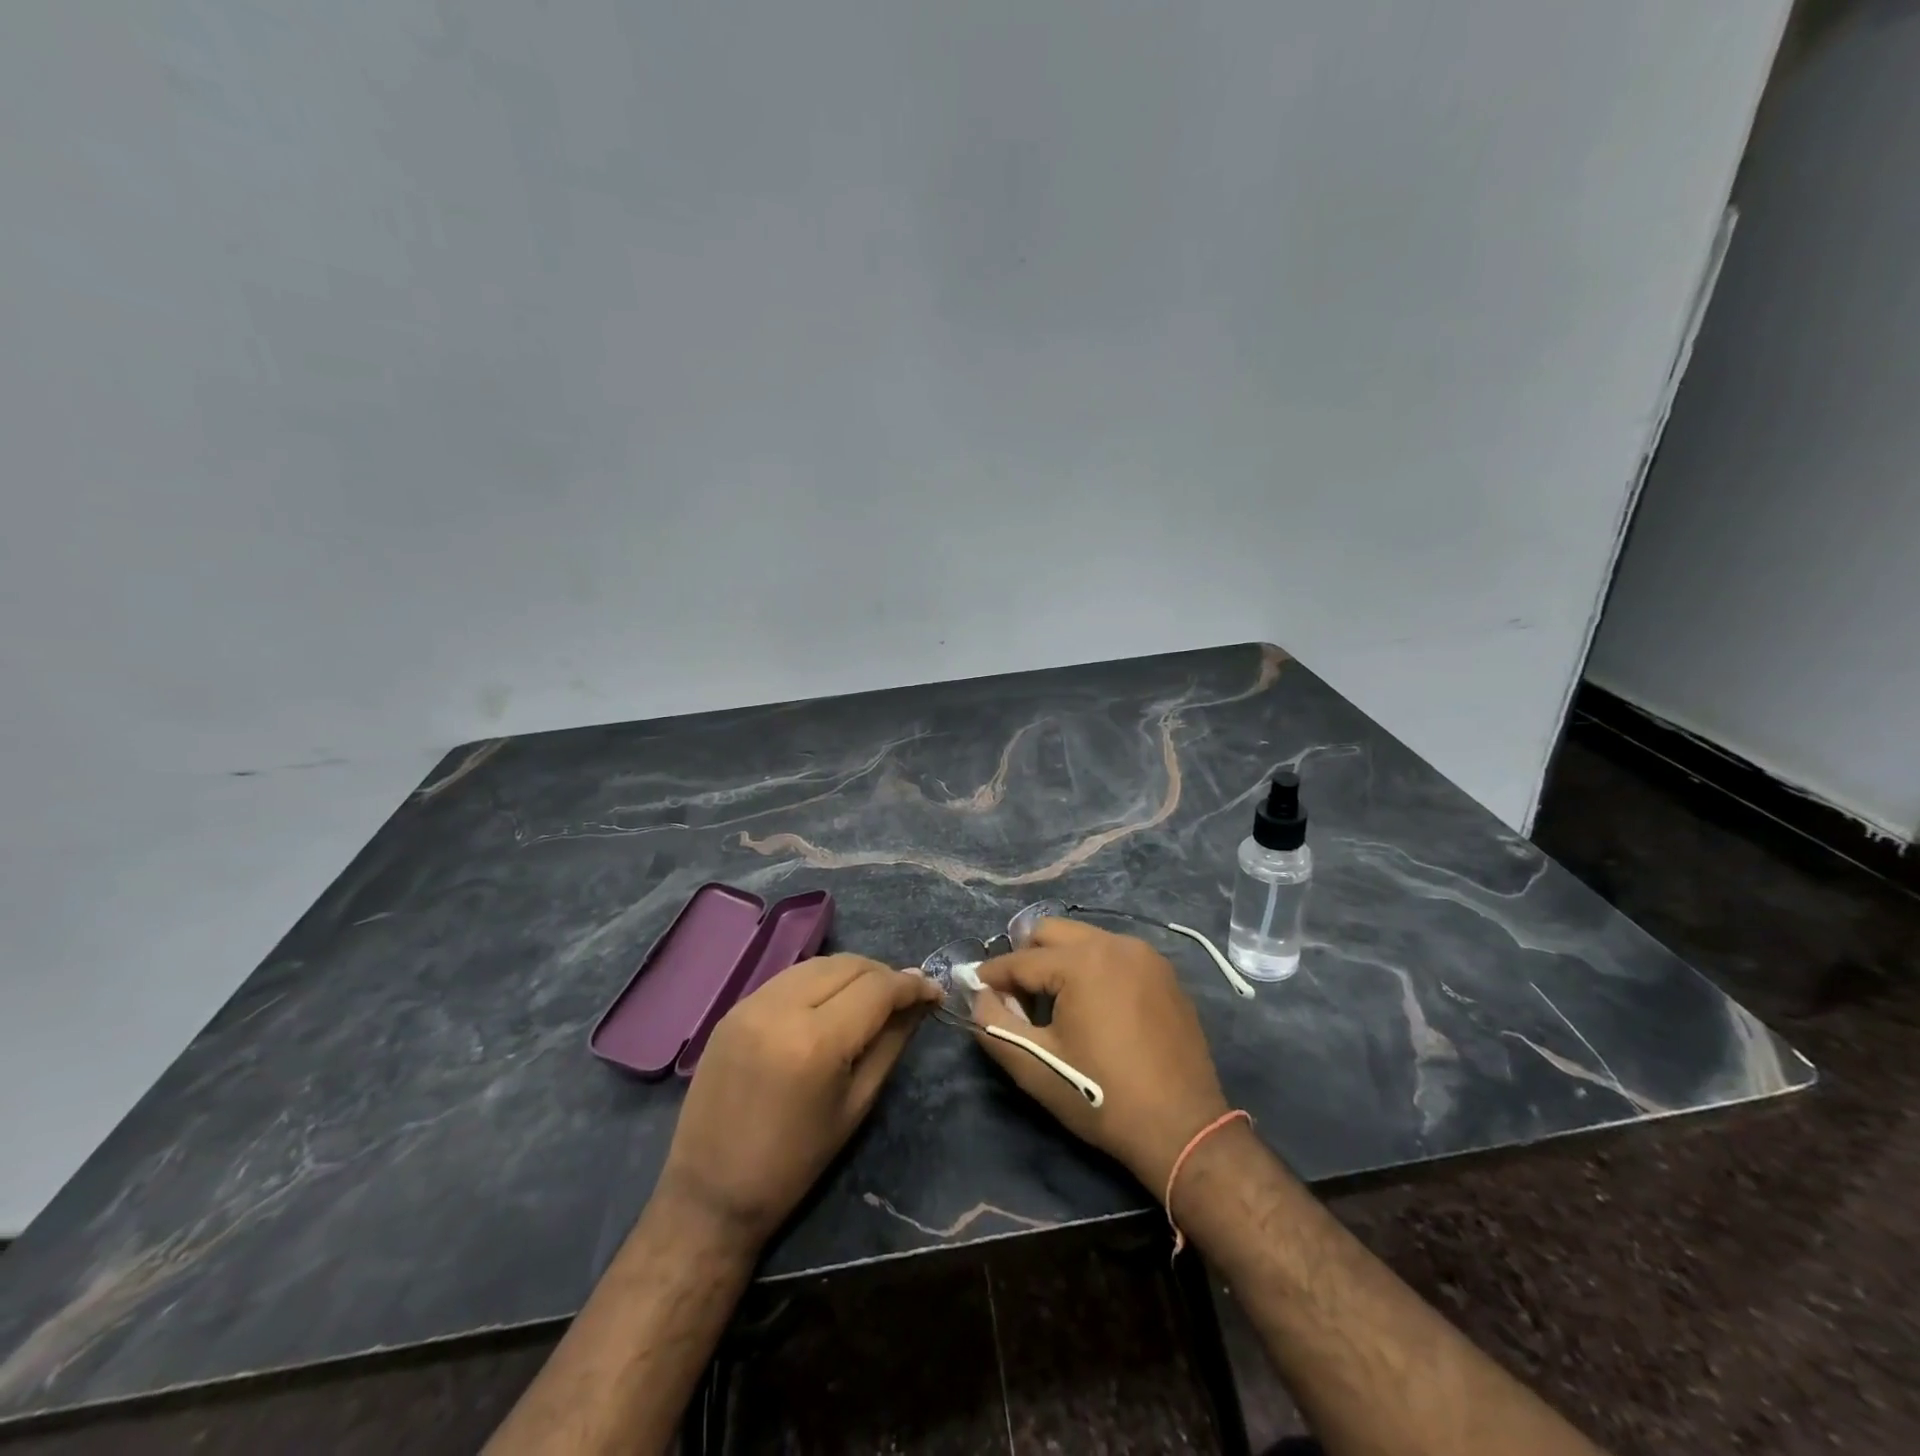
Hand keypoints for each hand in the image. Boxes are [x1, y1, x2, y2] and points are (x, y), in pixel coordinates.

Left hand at [657, 955, 939, 1250]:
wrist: (710, 1193)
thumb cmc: (794, 1162)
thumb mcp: (856, 1104)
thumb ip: (891, 1043)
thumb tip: (920, 1001)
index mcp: (816, 1041)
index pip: (877, 988)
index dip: (912, 985)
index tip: (934, 992)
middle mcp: (781, 1007)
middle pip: (849, 964)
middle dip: (884, 975)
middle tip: (905, 998)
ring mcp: (751, 1002)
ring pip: (819, 963)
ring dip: (853, 973)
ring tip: (871, 998)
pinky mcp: (734, 1008)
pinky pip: (790, 977)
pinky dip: (819, 980)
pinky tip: (830, 1003)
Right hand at [972, 918, 1228, 1192]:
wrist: (1183, 1129)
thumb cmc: (1102, 1097)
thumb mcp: (1036, 1067)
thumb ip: (995, 1024)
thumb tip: (979, 995)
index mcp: (1082, 962)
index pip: (1020, 960)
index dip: (992, 975)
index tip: (974, 988)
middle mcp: (1115, 944)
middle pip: (1052, 932)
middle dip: (1026, 958)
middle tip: (1017, 998)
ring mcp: (1145, 955)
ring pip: (1085, 940)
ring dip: (1060, 961)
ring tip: (1054, 1004)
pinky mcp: (1164, 973)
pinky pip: (1114, 954)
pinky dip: (1093, 969)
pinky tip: (1093, 1007)